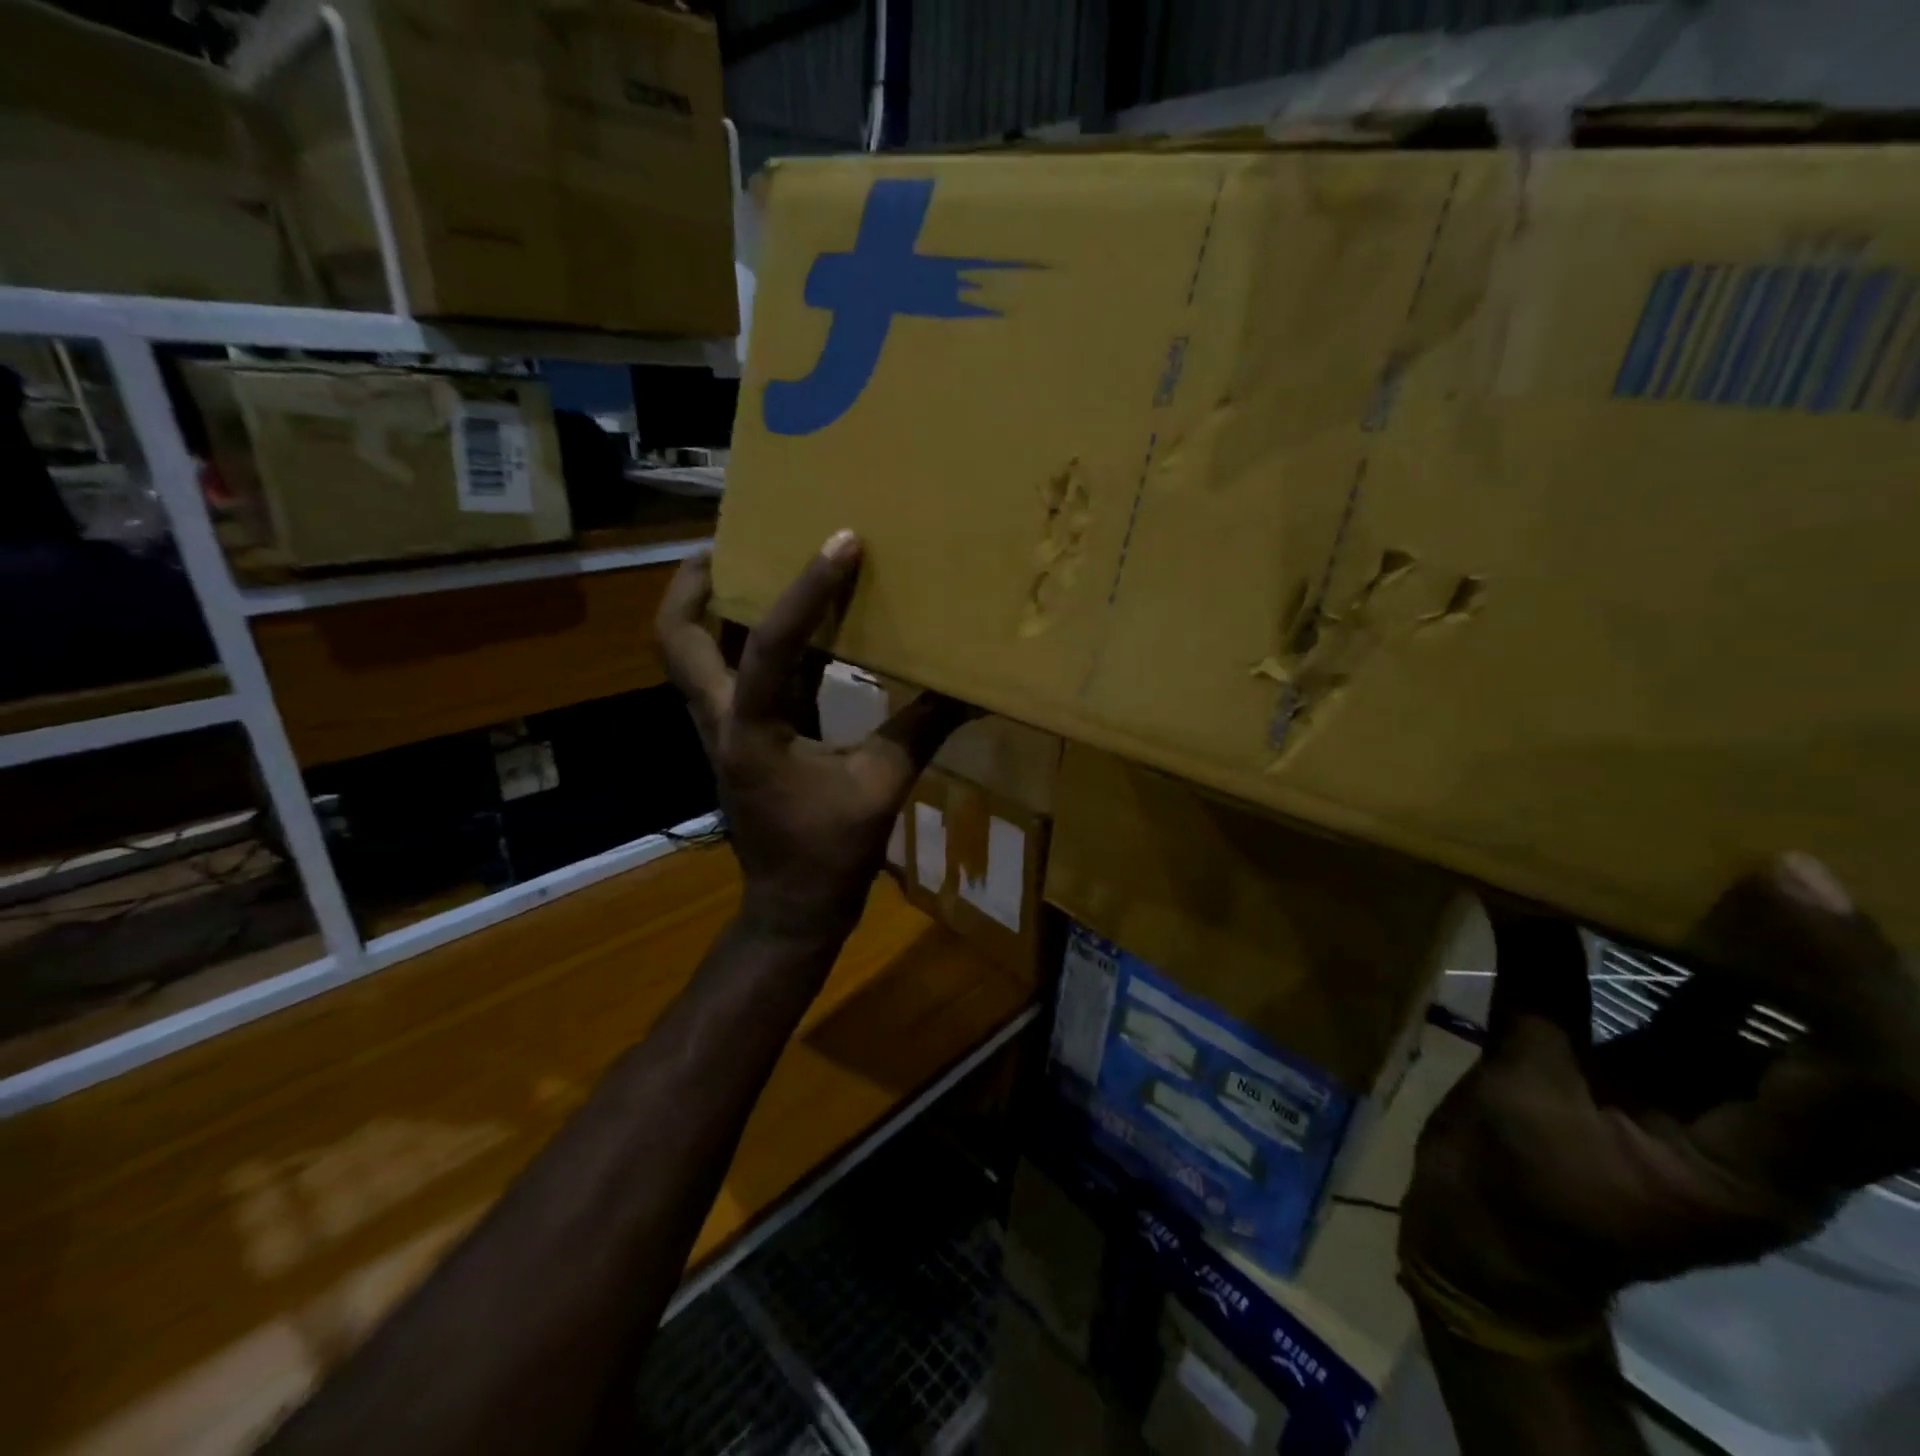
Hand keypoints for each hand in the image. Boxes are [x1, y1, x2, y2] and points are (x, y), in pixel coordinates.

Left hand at [655, 531, 969, 946]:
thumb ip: (923, 730)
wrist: (793, 907)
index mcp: (750, 731)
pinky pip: (734, 677)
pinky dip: (753, 644)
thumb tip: (974, 692)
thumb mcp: (882, 787)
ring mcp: (724, 730)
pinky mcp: (743, 740)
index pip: (771, 643)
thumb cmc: (830, 854)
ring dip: (714, 608)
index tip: (842, 541)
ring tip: (759, 565)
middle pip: (677, 639)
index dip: (808, 589)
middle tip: (737, 541)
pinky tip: (798, 628)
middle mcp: (722, 720)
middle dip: (694, 584)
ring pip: (694, 655)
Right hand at [1401, 854, 1919, 1353]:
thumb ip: (1536, 992)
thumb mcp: (1516, 1091)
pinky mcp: (1687, 1097)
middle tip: (1798, 869)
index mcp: (1756, 1172)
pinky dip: (1723, 974)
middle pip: (1882, 1063)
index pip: (1864, 1082)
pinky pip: (1729, 1031)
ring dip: (1800, 964)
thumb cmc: (1511, 1188)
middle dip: (1860, 965)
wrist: (1494, 1249)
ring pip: (1814, 1043)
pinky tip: (1687, 919)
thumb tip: (1524, 897)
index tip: (1789, 882)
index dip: (1848, 979)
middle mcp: (1779, 1149)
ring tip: (1756, 878)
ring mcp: (1737, 1123)